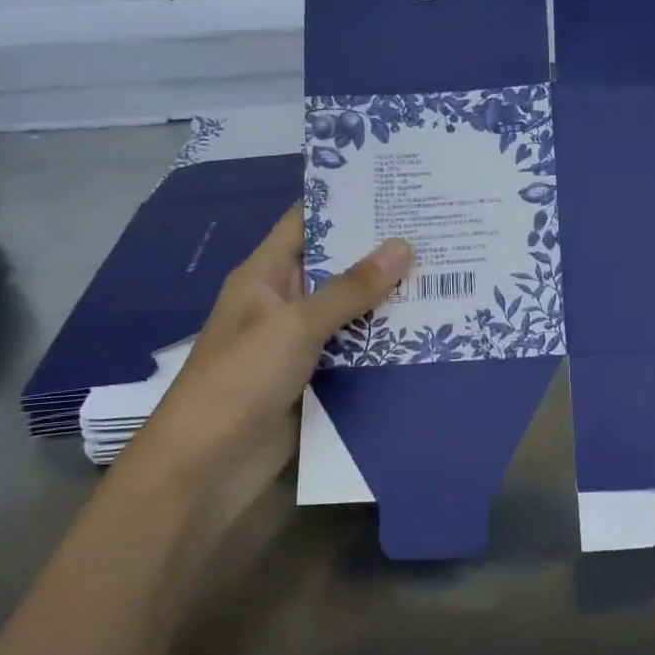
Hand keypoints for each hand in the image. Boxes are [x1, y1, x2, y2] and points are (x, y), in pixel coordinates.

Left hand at [135, 206, 412, 487]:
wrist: (206, 468)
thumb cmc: (240, 381)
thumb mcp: (294, 326)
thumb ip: (350, 289)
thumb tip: (403, 245)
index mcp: (266, 275)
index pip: (307, 221)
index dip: (346, 201)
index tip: (397, 187)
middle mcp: (285, 301)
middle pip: (337, 265)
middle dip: (382, 251)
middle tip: (439, 229)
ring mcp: (302, 342)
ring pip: (353, 311)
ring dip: (391, 299)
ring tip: (448, 273)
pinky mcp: (318, 378)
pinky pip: (357, 350)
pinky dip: (387, 342)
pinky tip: (431, 330)